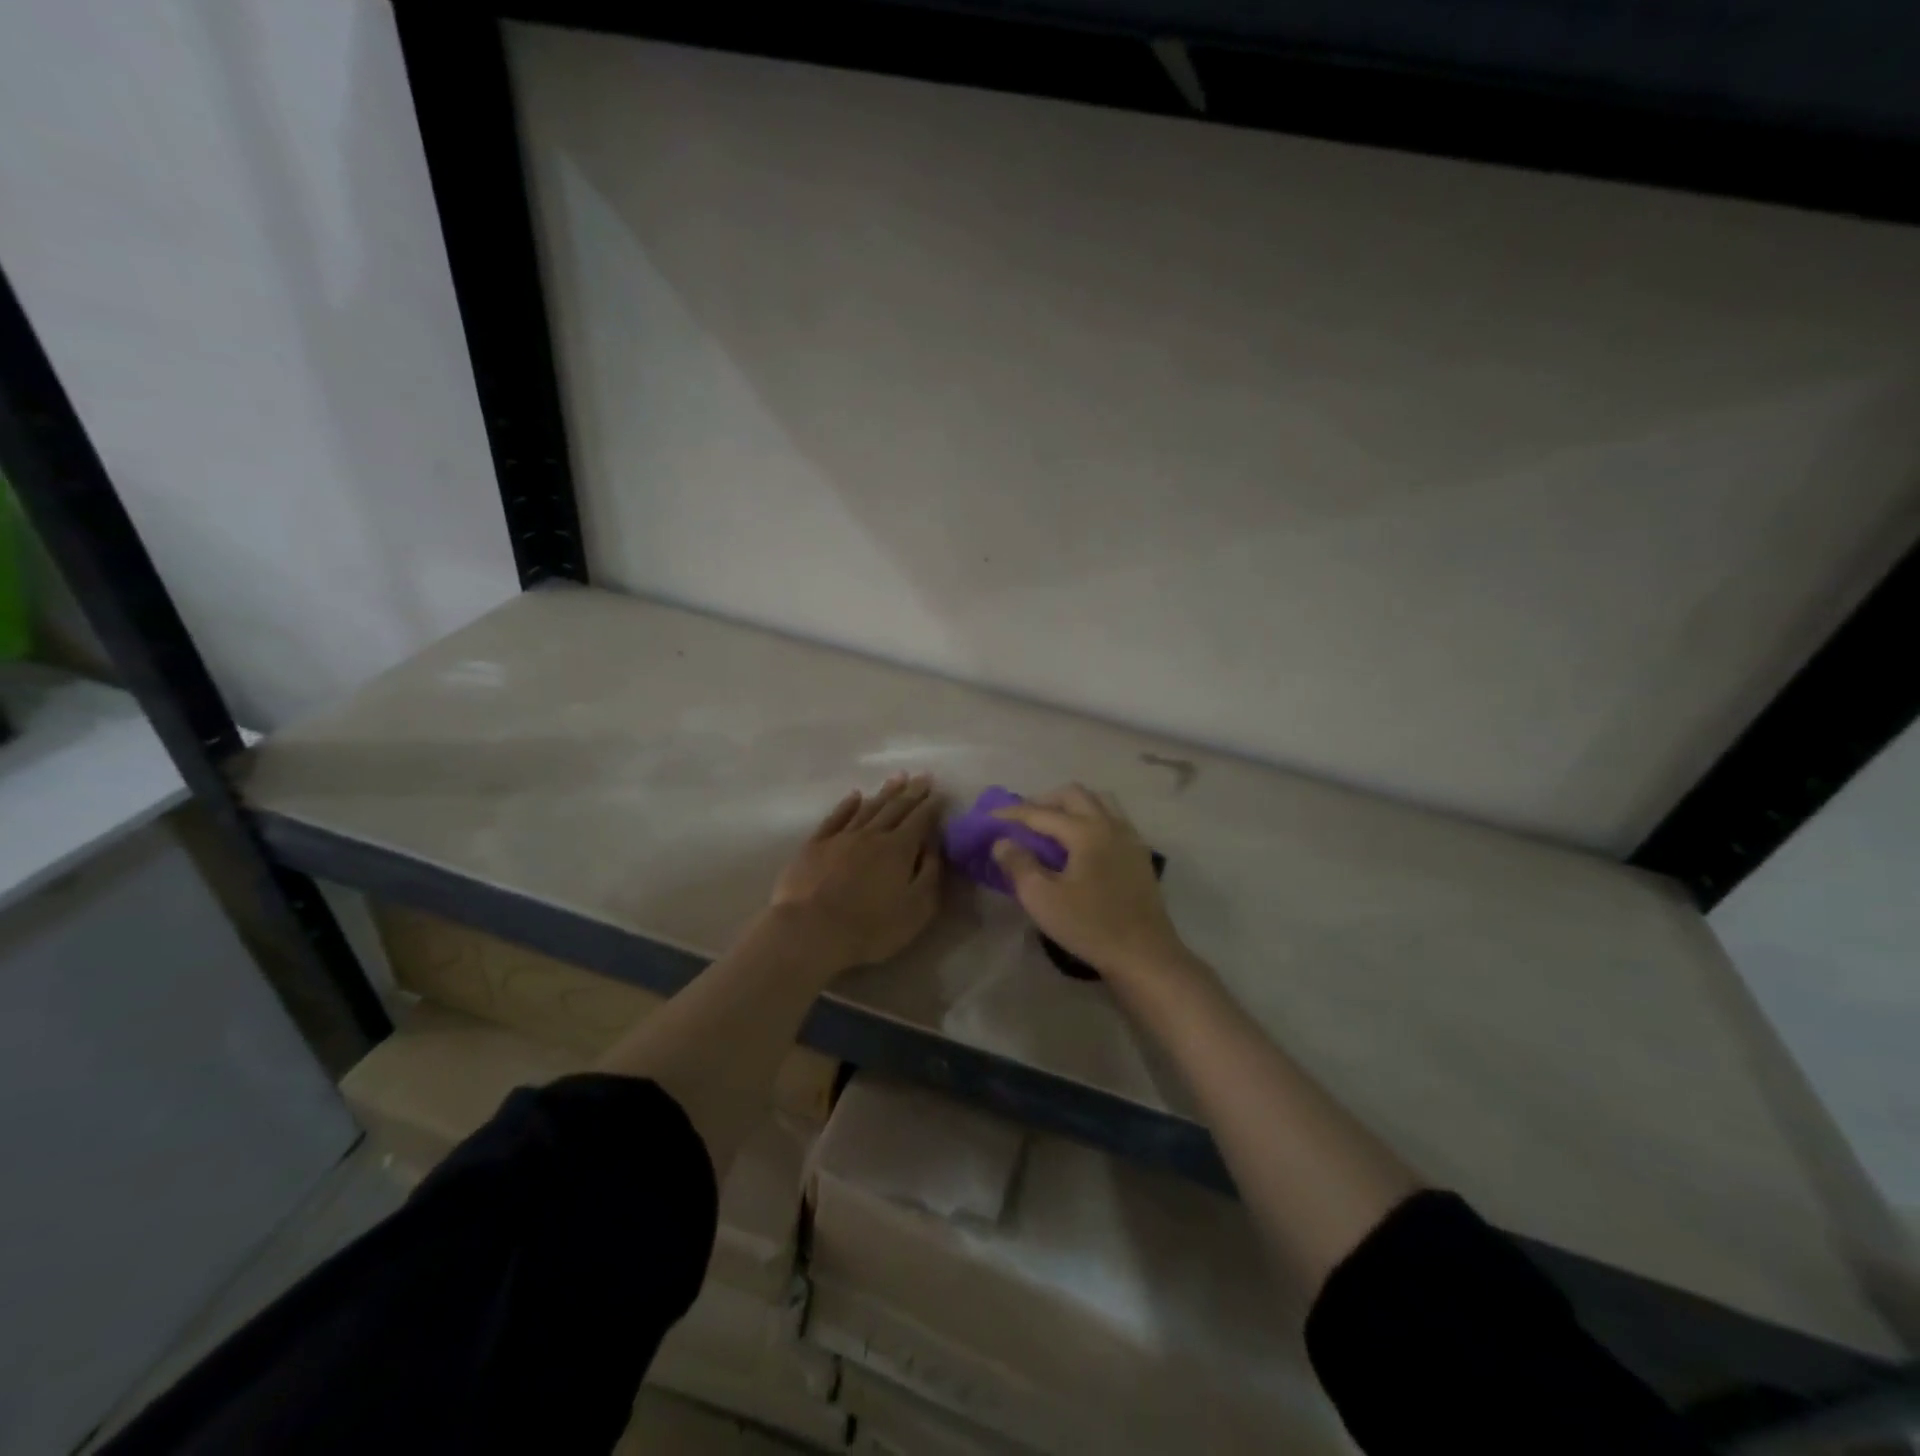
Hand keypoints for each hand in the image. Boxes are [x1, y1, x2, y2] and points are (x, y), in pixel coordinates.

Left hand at [770, 774, 944, 969]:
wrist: (810, 931)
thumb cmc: (870, 927)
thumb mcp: (916, 909)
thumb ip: (930, 874)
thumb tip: (933, 847)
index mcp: (899, 849)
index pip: (920, 820)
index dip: (932, 806)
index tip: (940, 792)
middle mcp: (872, 835)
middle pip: (896, 808)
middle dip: (912, 792)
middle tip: (923, 776)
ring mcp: (841, 837)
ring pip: (868, 808)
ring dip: (884, 792)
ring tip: (897, 777)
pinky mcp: (815, 846)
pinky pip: (835, 817)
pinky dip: (847, 805)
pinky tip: (854, 796)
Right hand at [991, 785, 1189, 982]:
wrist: (1144, 955)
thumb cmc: (1090, 926)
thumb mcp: (1043, 899)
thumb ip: (1019, 865)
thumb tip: (1002, 842)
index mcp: (1086, 831)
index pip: (1042, 813)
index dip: (1013, 812)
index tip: (991, 815)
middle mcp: (1110, 824)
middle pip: (1074, 795)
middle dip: (1045, 801)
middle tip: (1023, 819)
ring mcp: (1129, 837)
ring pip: (1099, 801)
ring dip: (1071, 805)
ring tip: (1052, 825)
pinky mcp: (1139, 854)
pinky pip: (1113, 819)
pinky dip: (1092, 818)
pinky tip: (1081, 843)